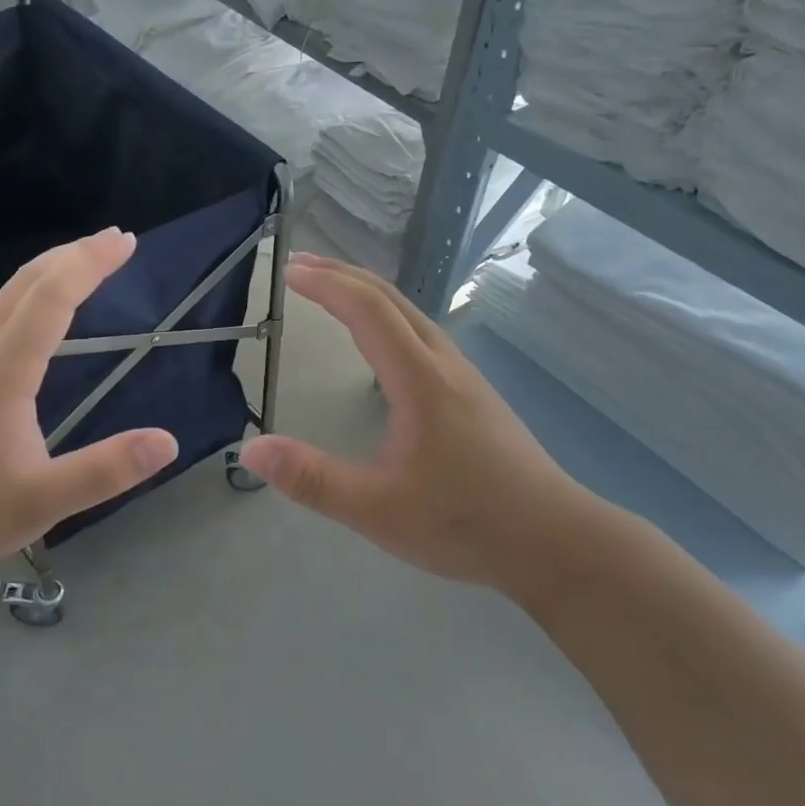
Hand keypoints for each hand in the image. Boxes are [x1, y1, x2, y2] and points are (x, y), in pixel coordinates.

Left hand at [0, 228, 177, 582]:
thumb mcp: (39, 502)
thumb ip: (104, 472)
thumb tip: (167, 442)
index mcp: (2, 371)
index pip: (52, 298)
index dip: (91, 264)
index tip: (126, 242)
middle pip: (26, 282)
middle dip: (74, 254)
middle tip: (117, 240)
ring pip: (6, 294)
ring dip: (50, 270)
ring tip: (85, 263)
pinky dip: (29, 294)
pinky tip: (39, 313)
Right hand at [238, 255, 599, 596]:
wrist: (554, 540)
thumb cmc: (465, 522)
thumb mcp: (377, 509)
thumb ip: (313, 479)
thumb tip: (250, 449)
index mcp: (420, 379)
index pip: (366, 310)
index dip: (325, 284)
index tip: (286, 271)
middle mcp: (444, 364)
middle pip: (390, 299)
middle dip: (343, 274)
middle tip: (300, 265)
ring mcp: (464, 377)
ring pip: (411, 314)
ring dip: (368, 293)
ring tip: (333, 291)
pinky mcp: (474, 395)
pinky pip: (423, 334)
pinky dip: (388, 317)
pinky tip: (382, 343)